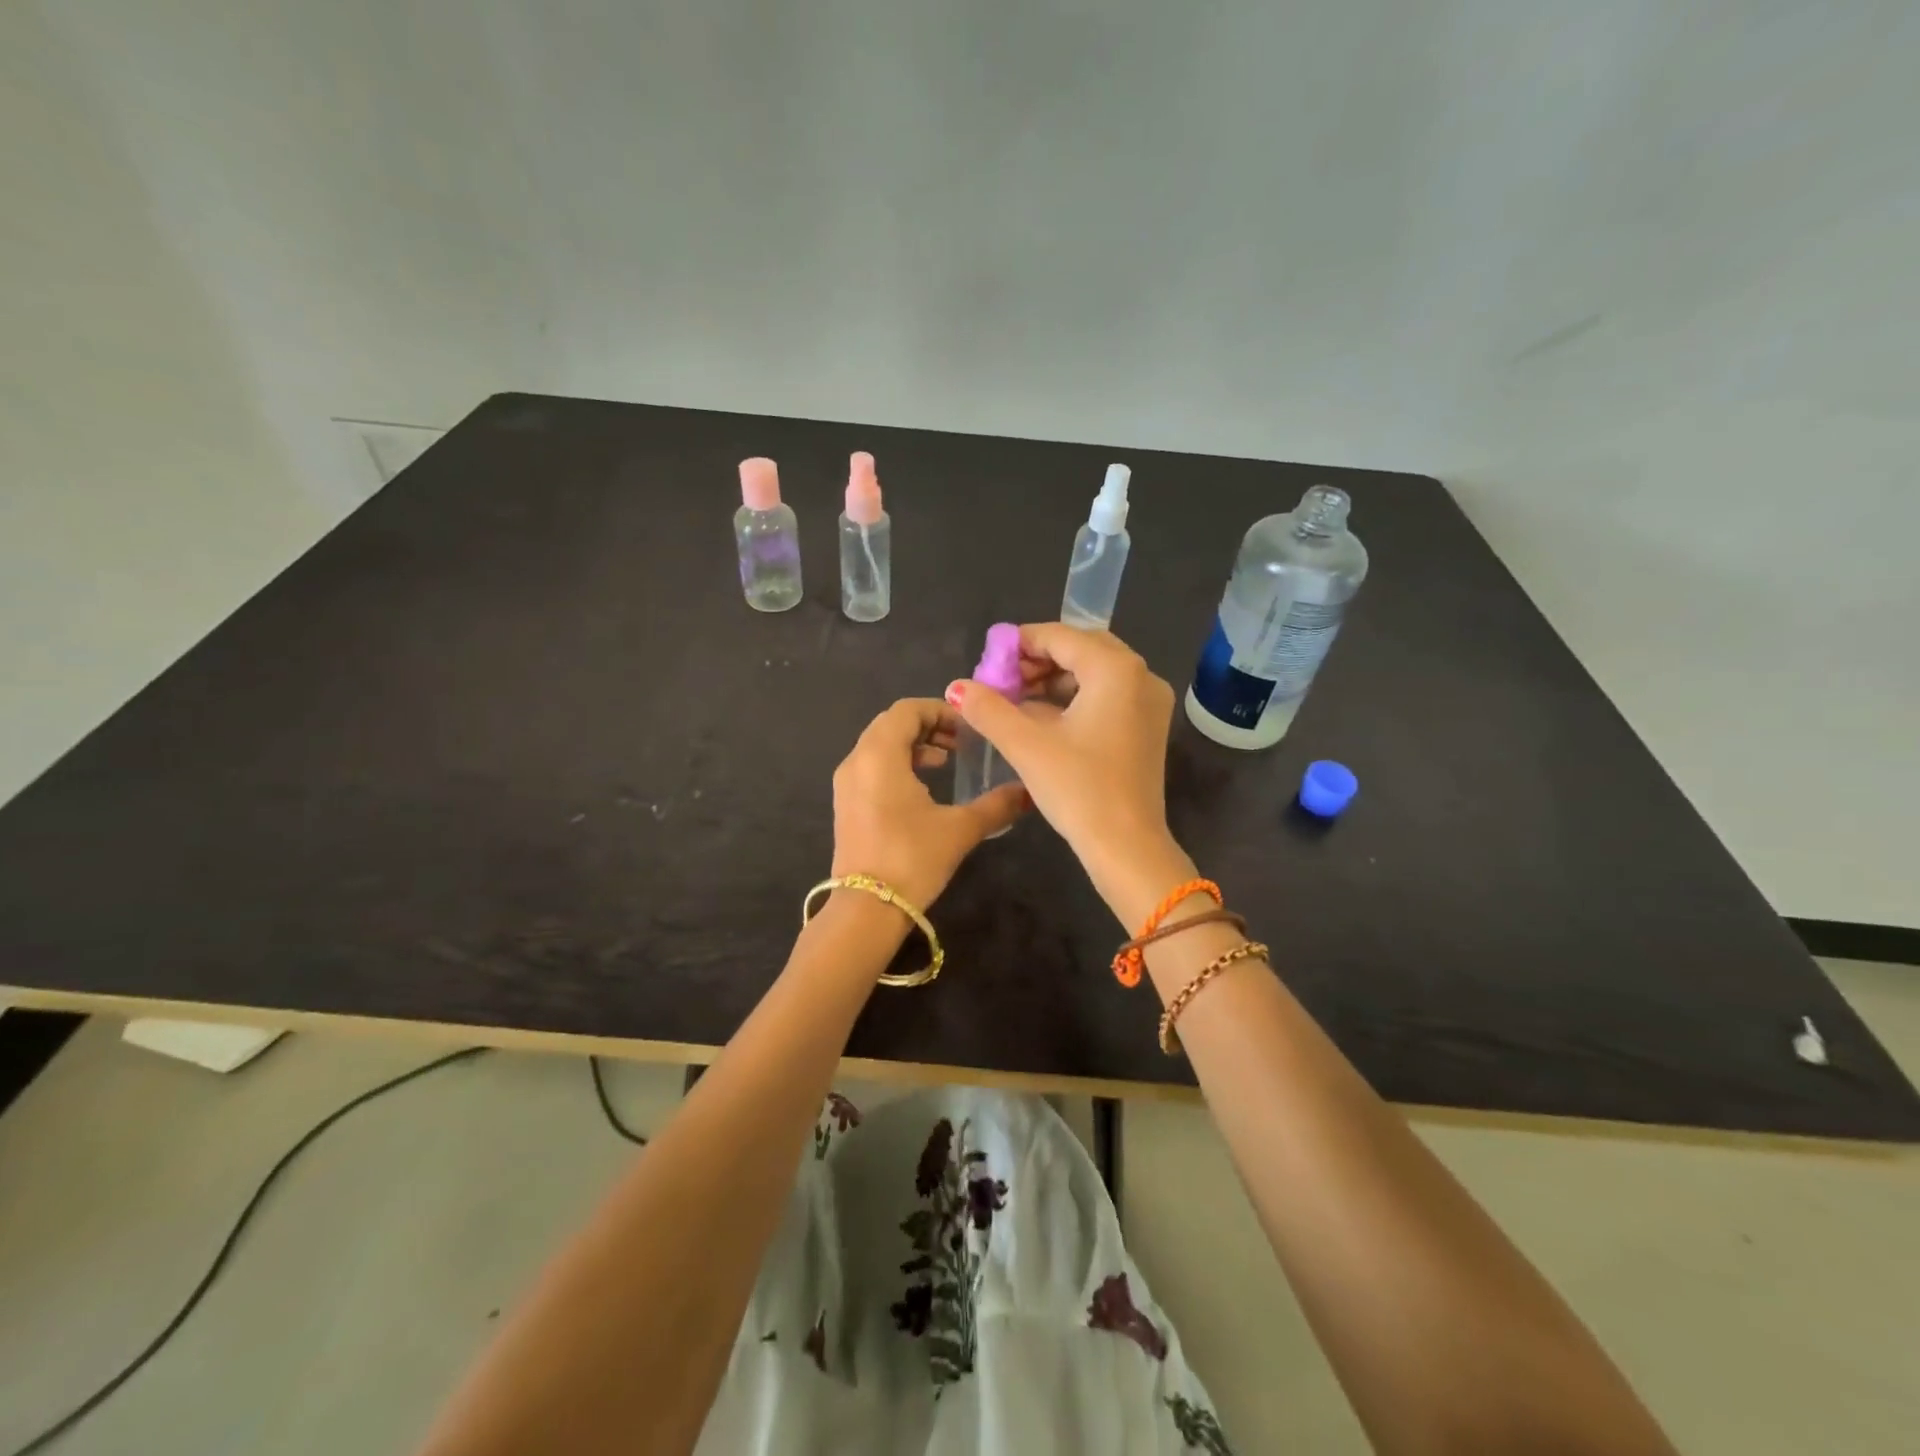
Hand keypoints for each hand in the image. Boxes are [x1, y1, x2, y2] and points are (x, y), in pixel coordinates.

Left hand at [829, 698, 1027, 911]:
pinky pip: (871, 767)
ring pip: (879, 746)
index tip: (969, 728)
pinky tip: (922, 788)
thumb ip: (996, 805)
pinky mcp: (845, 805)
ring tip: (945, 762)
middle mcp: (856, 760)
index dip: (940, 710)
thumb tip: (1028, 791)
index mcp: (879, 753)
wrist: (866, 909)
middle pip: (891, 724)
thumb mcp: (960, 828)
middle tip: (961, 743)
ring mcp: (845, 783)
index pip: (907, 709)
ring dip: (913, 746)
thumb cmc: (912, 858)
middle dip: (928, 726)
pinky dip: (897, 764)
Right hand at [945, 624, 1187, 921]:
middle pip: (1081, 649)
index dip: (1018, 644)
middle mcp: (1140, 676)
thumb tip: (956, 687)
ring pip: (1095, 672)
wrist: (1127, 847)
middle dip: (1038, 660)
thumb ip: (988, 709)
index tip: (987, 661)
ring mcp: (1149, 702)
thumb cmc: (1079, 789)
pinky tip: (1042, 718)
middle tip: (1002, 680)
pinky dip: (1074, 698)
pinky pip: (1107, 695)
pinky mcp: (1147, 727)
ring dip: (1054, 680)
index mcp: (1115, 670)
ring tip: (1015, 700)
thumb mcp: (1026, 745)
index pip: (1060, 636)